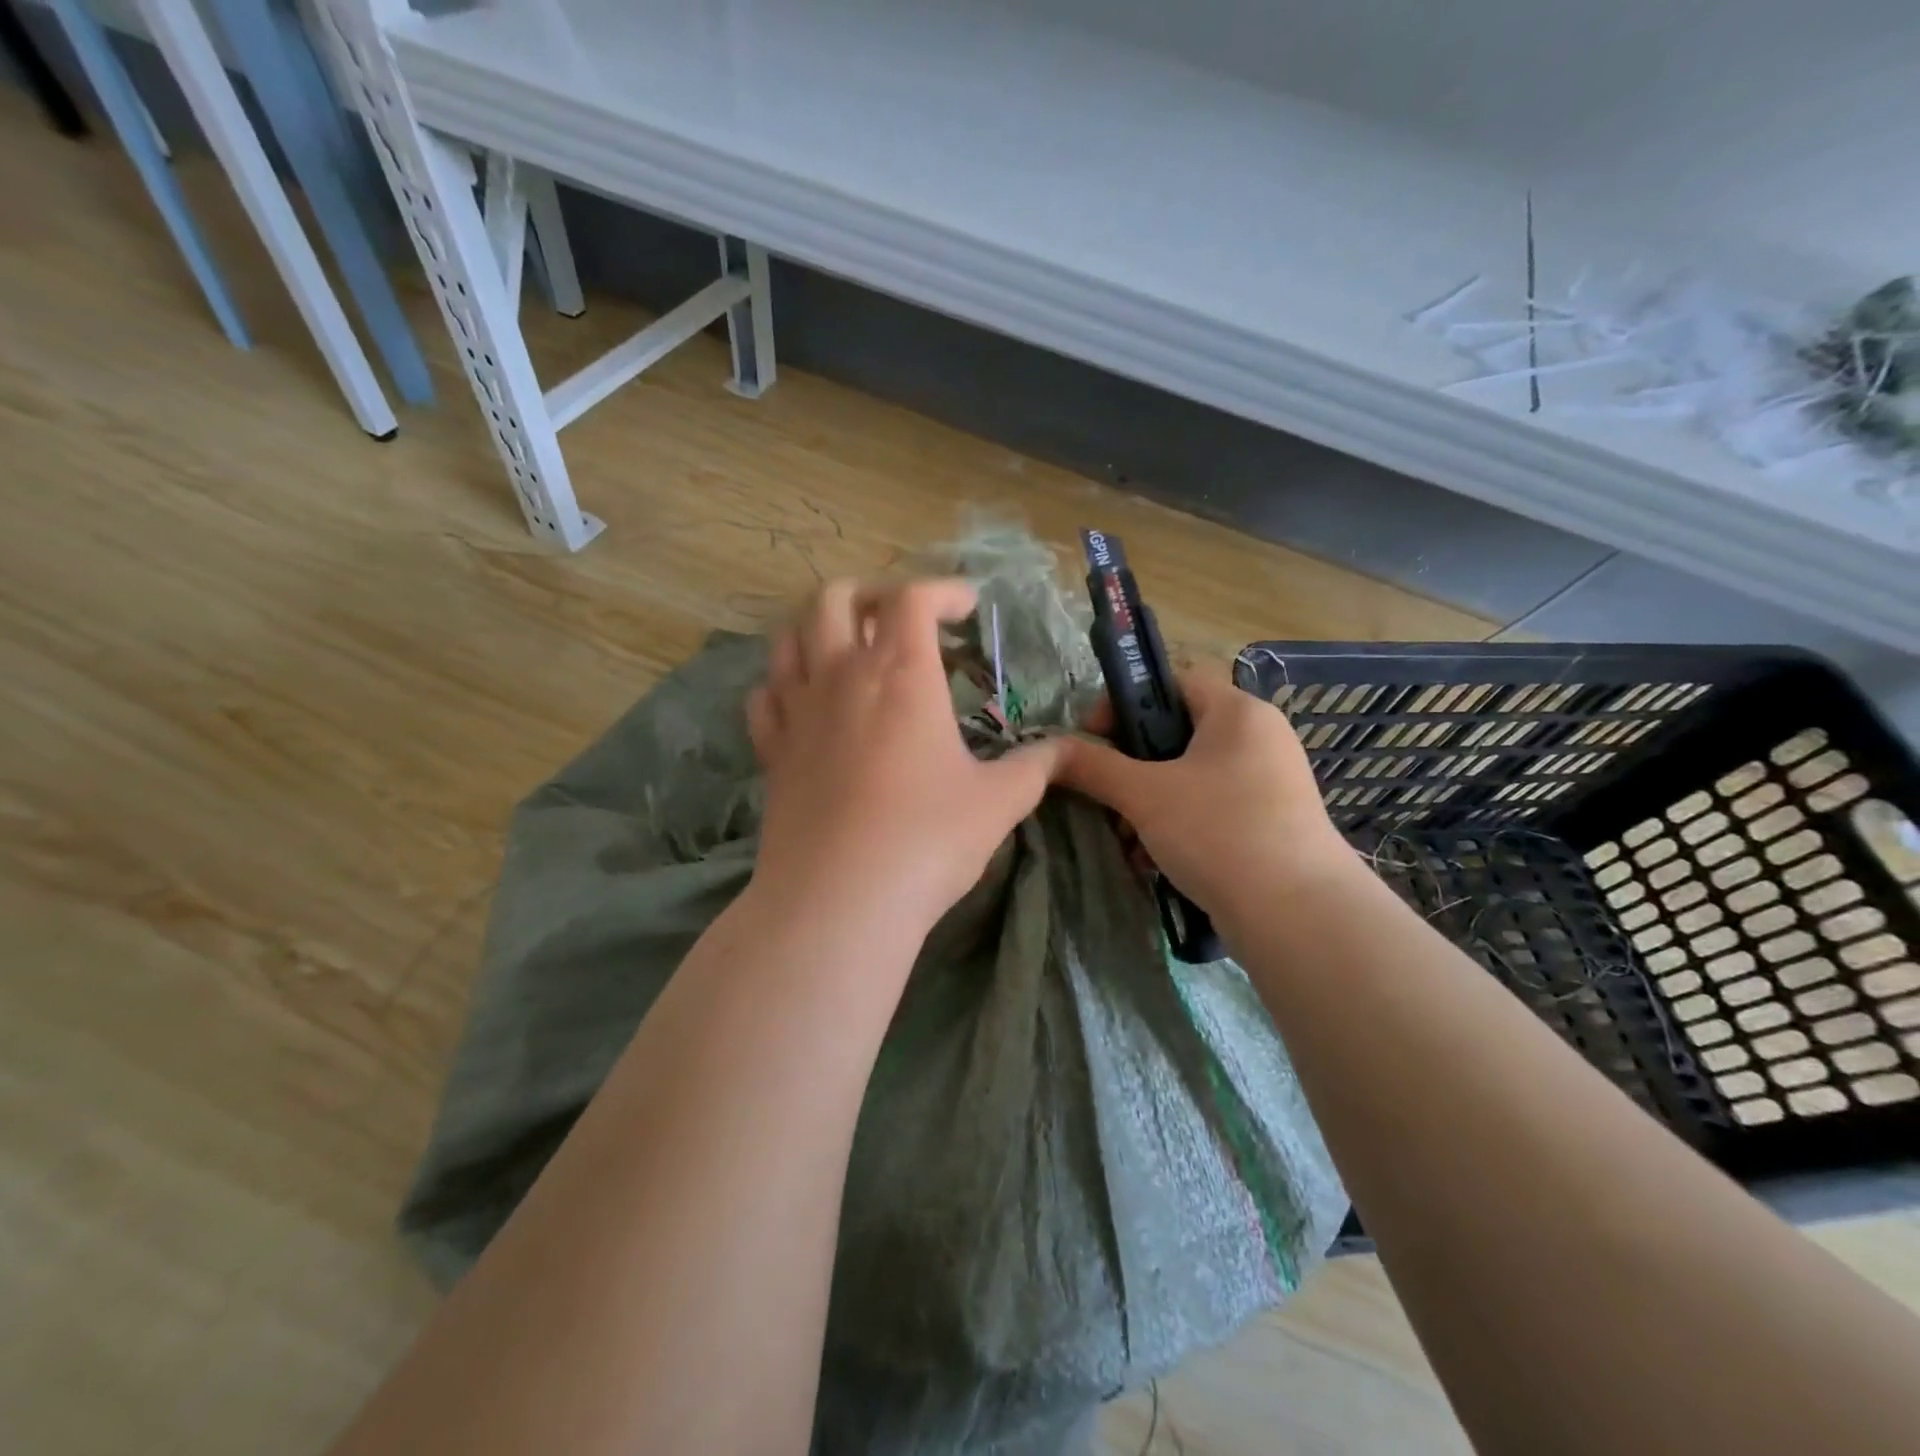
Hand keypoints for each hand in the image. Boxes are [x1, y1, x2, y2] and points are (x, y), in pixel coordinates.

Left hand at [747, 577, 1065, 935]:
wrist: (840, 899)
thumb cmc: (927, 839)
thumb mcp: (999, 802)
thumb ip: (1035, 766)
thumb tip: (1065, 750)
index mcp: (900, 673)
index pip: (912, 598)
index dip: (943, 590)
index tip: (967, 607)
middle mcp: (841, 676)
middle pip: (835, 598)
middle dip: (871, 593)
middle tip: (902, 619)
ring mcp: (798, 712)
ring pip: (790, 637)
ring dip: (821, 628)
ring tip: (851, 648)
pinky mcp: (772, 751)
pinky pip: (765, 694)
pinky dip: (785, 682)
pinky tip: (807, 702)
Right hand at [1055, 665, 1349, 929]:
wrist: (1298, 916)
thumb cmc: (1218, 833)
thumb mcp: (1145, 795)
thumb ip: (1094, 766)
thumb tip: (1052, 750)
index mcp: (1237, 712)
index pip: (1170, 682)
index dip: (1123, 702)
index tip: (1090, 738)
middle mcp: (1258, 738)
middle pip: (1175, 734)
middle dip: (1130, 767)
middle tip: (1104, 796)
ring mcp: (1268, 782)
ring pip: (1188, 777)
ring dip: (1148, 804)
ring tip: (1127, 840)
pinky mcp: (1269, 822)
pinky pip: (1208, 808)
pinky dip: (1176, 826)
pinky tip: (1153, 861)